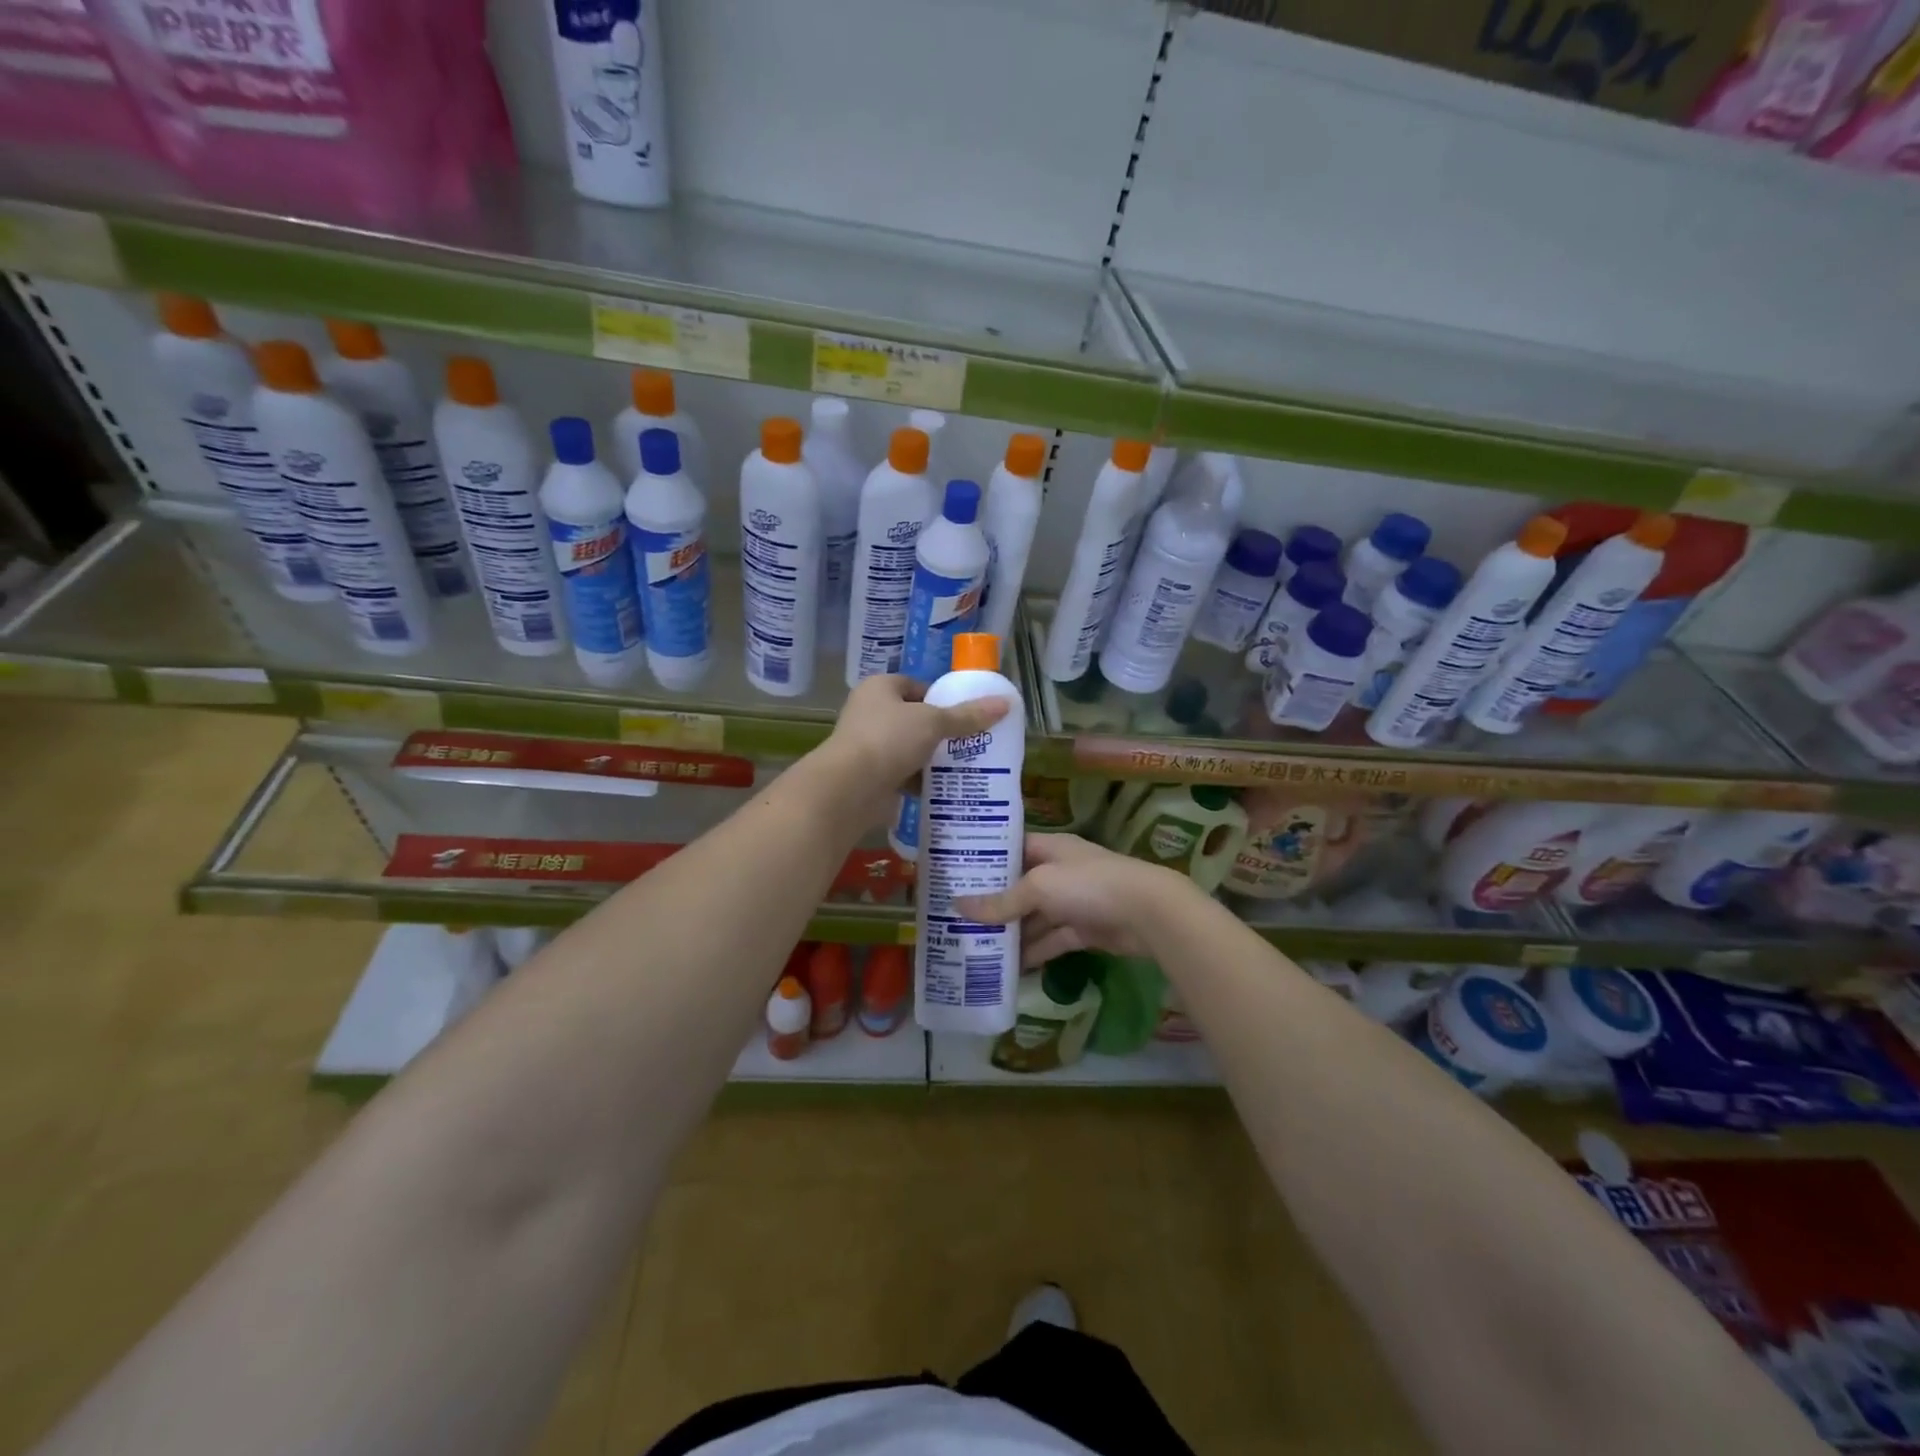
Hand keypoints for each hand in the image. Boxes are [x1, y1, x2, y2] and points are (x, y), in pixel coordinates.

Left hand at [815, 674, 1010, 829]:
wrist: (851, 788)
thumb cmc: (889, 740)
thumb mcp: (934, 722)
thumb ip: (968, 716)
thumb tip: (1006, 704)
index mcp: (879, 688)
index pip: (915, 686)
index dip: (940, 698)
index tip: (965, 713)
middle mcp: (869, 713)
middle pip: (913, 719)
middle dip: (939, 731)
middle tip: (970, 741)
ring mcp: (867, 746)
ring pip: (909, 748)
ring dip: (930, 758)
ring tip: (964, 765)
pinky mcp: (870, 776)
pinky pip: (903, 774)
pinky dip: (920, 781)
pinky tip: (944, 788)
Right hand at [954, 832, 1193, 966]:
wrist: (1147, 913)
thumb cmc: (1088, 885)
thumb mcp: (1039, 887)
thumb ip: (1001, 901)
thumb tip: (958, 907)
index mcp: (1049, 848)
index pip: (1010, 849)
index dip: (984, 861)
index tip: (954, 875)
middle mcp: (1059, 872)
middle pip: (1019, 887)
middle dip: (992, 904)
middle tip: (956, 919)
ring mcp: (1072, 902)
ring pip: (1034, 917)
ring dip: (1010, 932)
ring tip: (974, 946)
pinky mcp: (1084, 930)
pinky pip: (1051, 940)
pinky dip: (1033, 952)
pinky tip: (1008, 966)